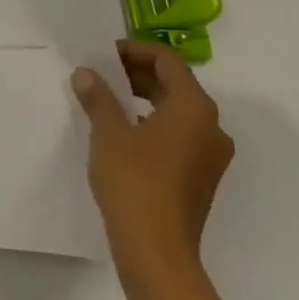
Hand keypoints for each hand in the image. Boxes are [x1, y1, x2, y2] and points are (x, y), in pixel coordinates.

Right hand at [71, 41, 232, 291]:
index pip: (168, 62)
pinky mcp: (202, 177)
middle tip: (104, 73)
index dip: (136, 51)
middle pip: (177, 85)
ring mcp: (211, 154)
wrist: (156, 248)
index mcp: (194, 108)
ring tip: (109, 100)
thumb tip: (87, 73)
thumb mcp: (108, 133)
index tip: (106, 52)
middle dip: (140, 74)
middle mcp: (212, 126)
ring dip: (147, 99)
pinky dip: (155, 124)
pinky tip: (125, 133)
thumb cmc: (133, 180)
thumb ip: (99, 98)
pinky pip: (180, 135)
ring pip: (179, 112)